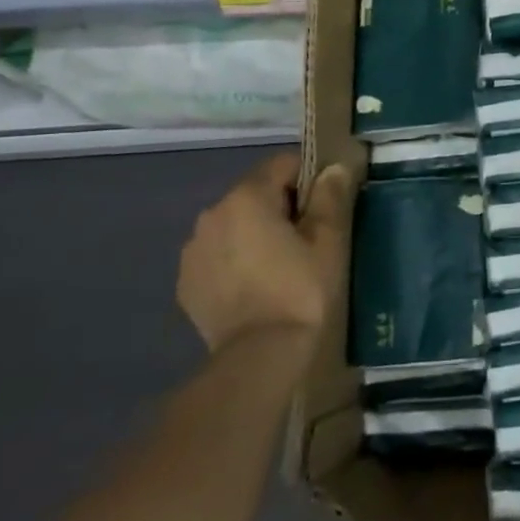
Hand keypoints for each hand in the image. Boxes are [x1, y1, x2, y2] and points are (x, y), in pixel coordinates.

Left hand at [177, 153, 354, 359]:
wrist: (259, 357)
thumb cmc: (301, 290)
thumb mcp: (328, 240)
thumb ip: (330, 197)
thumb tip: (333, 168)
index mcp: (247, 197)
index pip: (283, 163)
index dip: (310, 178)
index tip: (327, 206)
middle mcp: (212, 214)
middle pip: (256, 193)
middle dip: (282, 207)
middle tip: (309, 238)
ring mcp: (193, 250)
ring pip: (235, 224)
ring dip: (256, 233)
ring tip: (282, 265)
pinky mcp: (187, 282)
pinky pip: (218, 255)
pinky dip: (237, 260)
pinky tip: (257, 286)